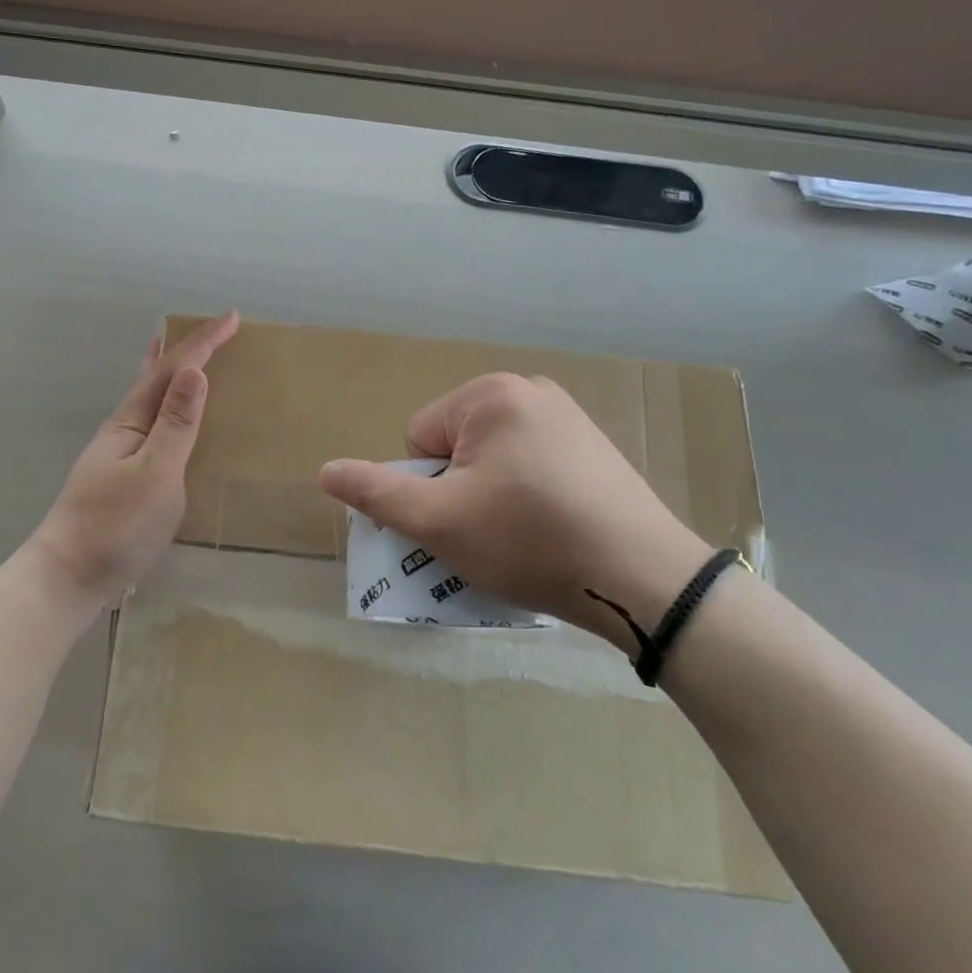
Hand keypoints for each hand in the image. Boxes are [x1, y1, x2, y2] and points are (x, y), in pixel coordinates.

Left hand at [29, 312, 239, 612]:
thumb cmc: (116, 524)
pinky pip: (151, 427)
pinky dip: (167, 409)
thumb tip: (194, 371)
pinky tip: (170, 425)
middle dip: (182, 351)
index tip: (232, 317)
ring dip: (172, 377)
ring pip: (150, 402)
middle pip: (153, 377)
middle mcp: (122, 429)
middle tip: (206, 332)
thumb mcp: (155, 473)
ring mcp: (118, 454)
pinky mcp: (121, 478)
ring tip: (187, 364)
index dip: (202, 343)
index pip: (171, 370)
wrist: (68, 576)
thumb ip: (176, 424)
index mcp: (131, 421)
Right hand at [317, 373, 709, 650]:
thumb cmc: (529, 541)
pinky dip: (526, 497)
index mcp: (490, 395)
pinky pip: (530, 467)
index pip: (418, 439)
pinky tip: (550, 531)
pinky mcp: (594, 449)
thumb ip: (376, 493)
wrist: (646, 581)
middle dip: (458, 491)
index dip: (428, 488)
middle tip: (488, 534)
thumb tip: (325, 470)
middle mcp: (530, 391)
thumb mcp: (438, 521)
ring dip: (488, 497)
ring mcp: (569, 418)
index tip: (462, 521)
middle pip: (454, 447)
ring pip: (491, 461)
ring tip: (520, 538)